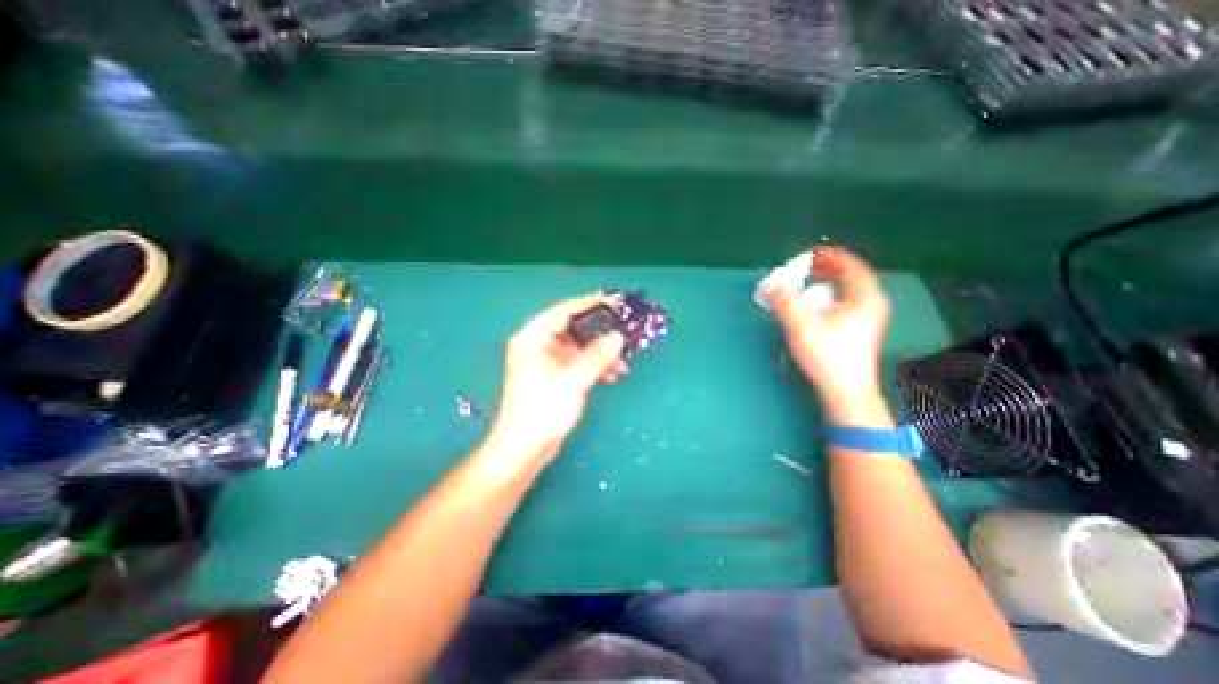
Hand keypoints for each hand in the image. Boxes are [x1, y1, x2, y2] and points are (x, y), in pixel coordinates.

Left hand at [490, 290, 627, 459]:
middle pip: (573, 328)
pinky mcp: (554, 375)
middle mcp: (538, 344)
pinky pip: (578, 361)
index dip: (589, 305)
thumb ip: (597, 356)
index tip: (614, 304)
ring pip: (578, 346)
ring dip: (600, 353)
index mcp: (533, 338)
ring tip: (621, 363)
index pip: (563, 311)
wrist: (525, 448)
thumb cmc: (543, 411)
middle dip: (599, 333)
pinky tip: (611, 375)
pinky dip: (594, 366)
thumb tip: (617, 336)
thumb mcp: (573, 381)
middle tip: (623, 332)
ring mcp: (546, 361)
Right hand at [776, 246, 891, 414]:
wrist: (846, 390)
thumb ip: (784, 301)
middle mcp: (871, 305)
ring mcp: (868, 320)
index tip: (813, 252)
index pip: (852, 266)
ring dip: (830, 283)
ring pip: (850, 292)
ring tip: (810, 282)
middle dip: (829, 269)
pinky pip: (847, 303)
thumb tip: (771, 284)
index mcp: (865, 297)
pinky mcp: (860, 332)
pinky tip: (816, 304)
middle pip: (852, 278)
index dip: (832, 256)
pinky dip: (832, 296)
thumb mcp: (801, 324)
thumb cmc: (828, 355)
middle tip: (808, 265)